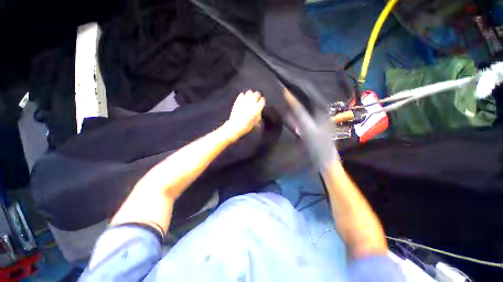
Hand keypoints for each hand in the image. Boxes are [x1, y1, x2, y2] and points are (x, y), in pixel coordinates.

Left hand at [223, 90, 265, 142]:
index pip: (262, 100)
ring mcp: (244, 101)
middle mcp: (251, 104)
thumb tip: (259, 110)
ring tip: (250, 98)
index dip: (262, 101)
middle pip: (257, 94)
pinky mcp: (238, 101)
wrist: (234, 126)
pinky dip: (243, 96)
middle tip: (256, 99)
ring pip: (249, 92)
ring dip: (251, 95)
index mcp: (256, 109)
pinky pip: (242, 95)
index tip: (262, 102)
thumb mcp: (255, 122)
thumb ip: (258, 115)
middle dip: (257, 96)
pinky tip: (243, 99)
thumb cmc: (246, 127)